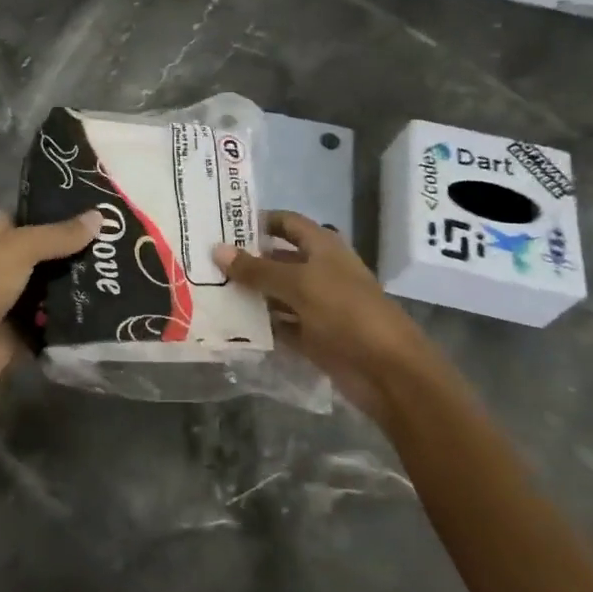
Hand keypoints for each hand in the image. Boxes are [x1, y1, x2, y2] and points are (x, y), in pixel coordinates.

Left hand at [0, 211, 102, 394]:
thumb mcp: (19, 250)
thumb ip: (58, 235)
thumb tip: (99, 215)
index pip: (31, 217)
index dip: (61, 214)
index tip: (100, 213)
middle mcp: (1, 264)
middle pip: (46, 253)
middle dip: (77, 251)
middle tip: (120, 245)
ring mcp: (11, 300)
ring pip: (52, 287)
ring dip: (78, 285)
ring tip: (122, 275)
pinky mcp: (21, 332)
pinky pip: (53, 320)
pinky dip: (73, 317)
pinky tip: (108, 308)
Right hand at [215, 211, 429, 412]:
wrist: (388, 370)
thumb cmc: (345, 311)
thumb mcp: (298, 284)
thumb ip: (256, 269)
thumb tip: (217, 250)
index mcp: (323, 247)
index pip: (286, 223)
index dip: (258, 221)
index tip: (221, 225)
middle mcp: (319, 270)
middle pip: (278, 258)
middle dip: (246, 260)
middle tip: (204, 260)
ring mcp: (317, 305)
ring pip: (276, 293)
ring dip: (250, 293)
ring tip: (207, 290)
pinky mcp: (313, 336)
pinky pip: (280, 324)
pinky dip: (260, 324)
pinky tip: (229, 323)